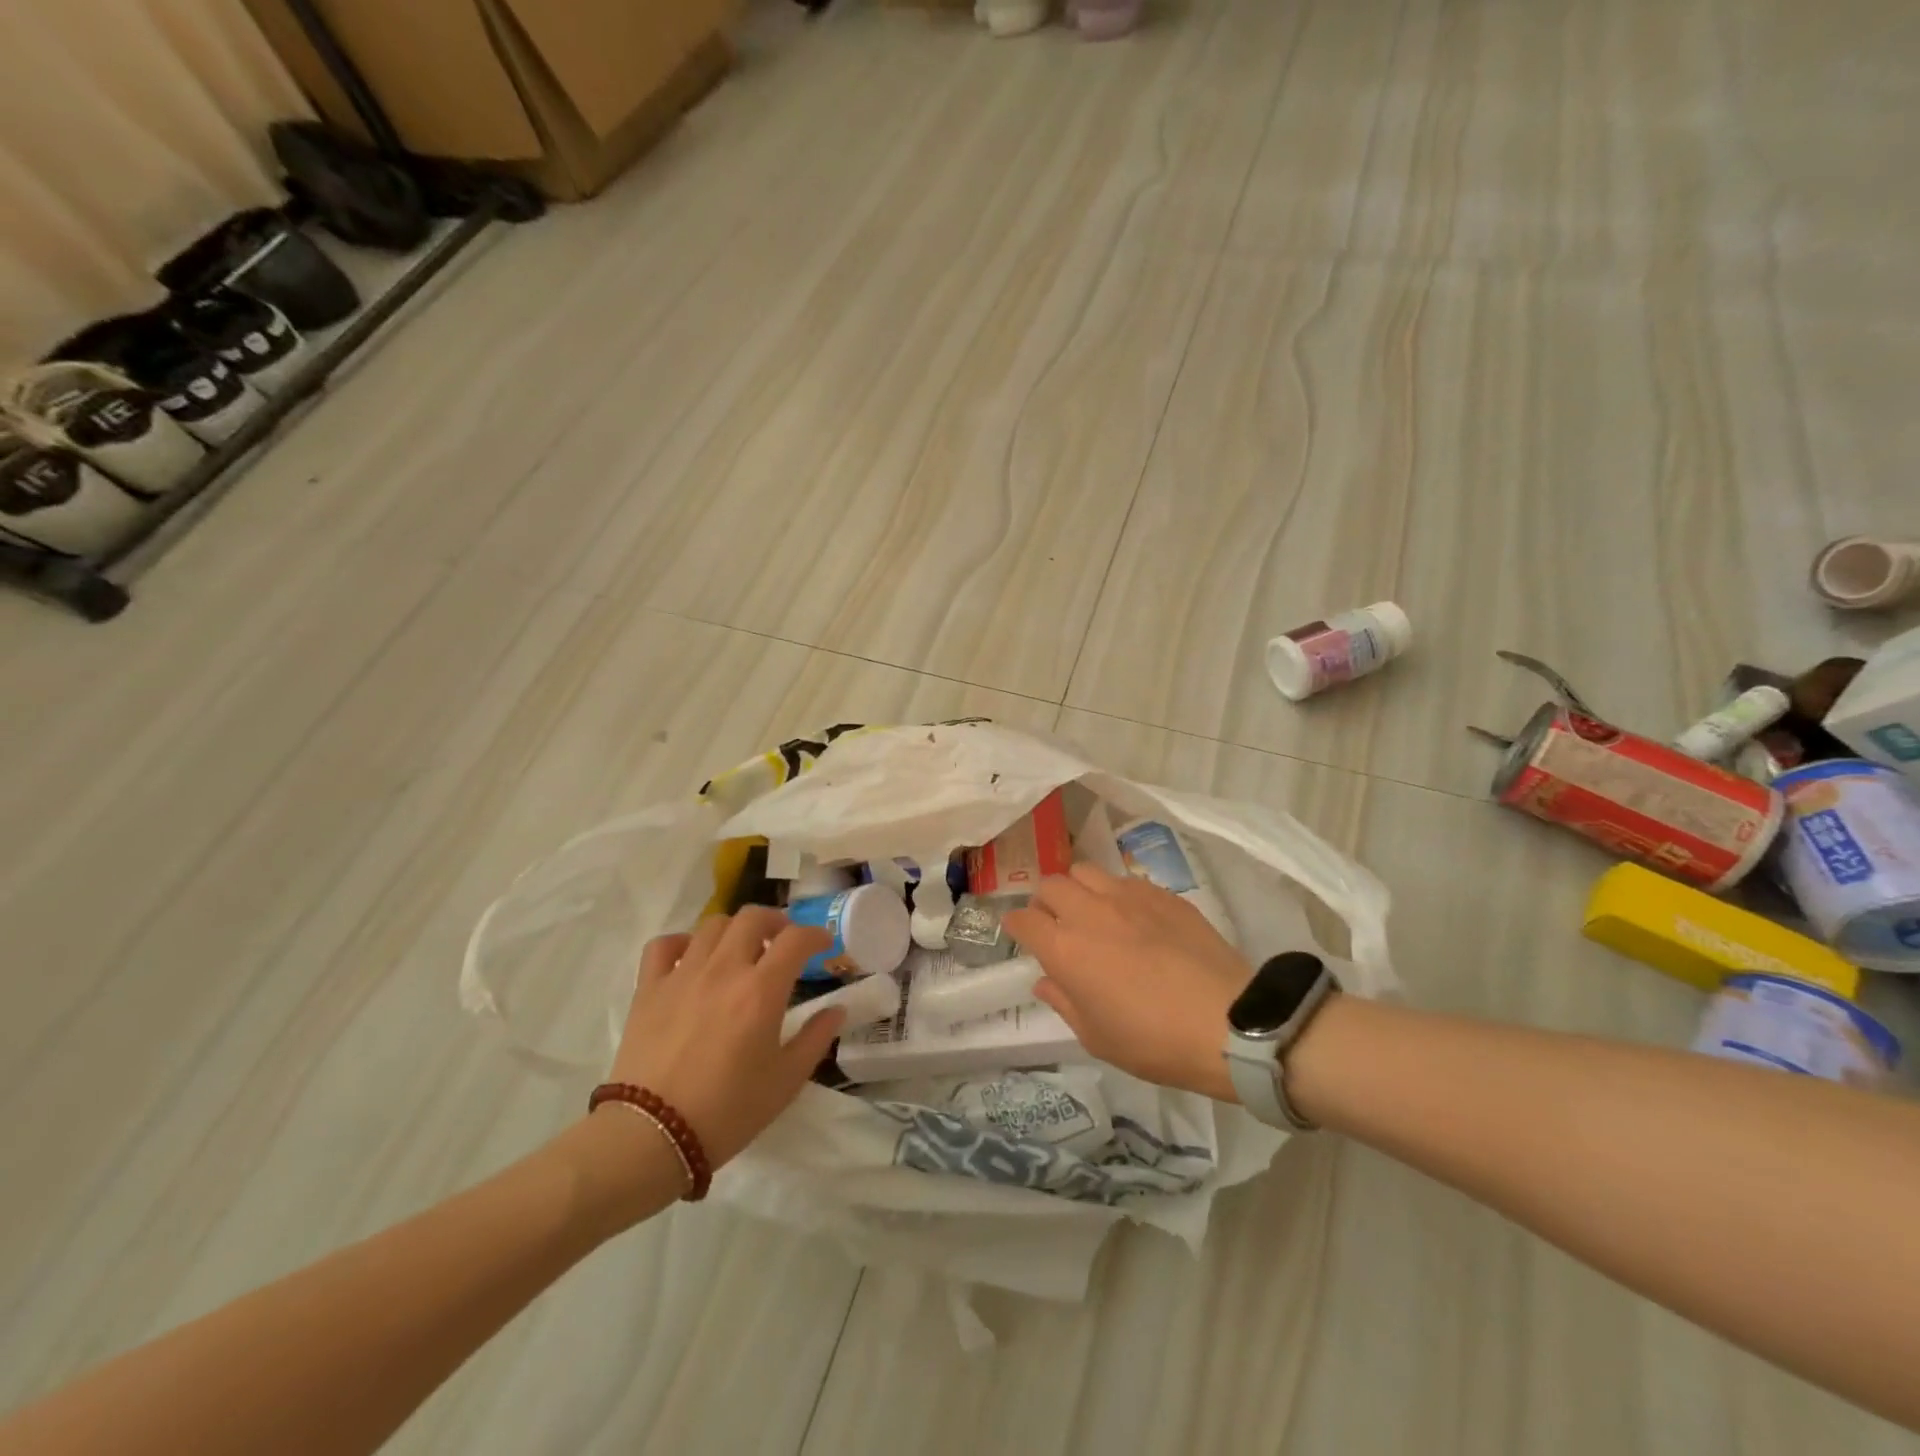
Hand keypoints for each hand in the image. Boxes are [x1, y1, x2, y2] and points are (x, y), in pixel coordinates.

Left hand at [602, 908, 845, 1169]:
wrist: (651, 1138)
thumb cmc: (728, 1111)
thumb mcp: (786, 1081)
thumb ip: (815, 1038)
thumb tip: (836, 1010)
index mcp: (761, 990)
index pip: (796, 939)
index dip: (815, 935)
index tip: (824, 945)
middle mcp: (723, 970)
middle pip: (752, 917)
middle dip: (775, 921)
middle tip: (782, 941)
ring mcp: (682, 975)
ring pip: (712, 925)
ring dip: (735, 930)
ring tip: (741, 950)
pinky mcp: (649, 989)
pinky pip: (663, 945)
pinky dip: (681, 943)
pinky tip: (691, 958)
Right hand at [1003, 863, 1252, 1101]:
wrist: (1228, 1022)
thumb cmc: (1155, 1041)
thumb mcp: (1097, 1037)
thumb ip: (1064, 1002)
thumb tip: (1046, 980)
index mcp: (1066, 949)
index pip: (1023, 919)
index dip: (1015, 926)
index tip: (1020, 934)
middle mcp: (1089, 912)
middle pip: (1050, 885)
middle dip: (1045, 902)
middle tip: (1057, 925)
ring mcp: (1127, 896)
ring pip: (1085, 871)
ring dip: (1078, 889)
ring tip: (1092, 912)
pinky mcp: (1161, 893)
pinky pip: (1124, 879)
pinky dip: (1115, 892)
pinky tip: (1132, 917)